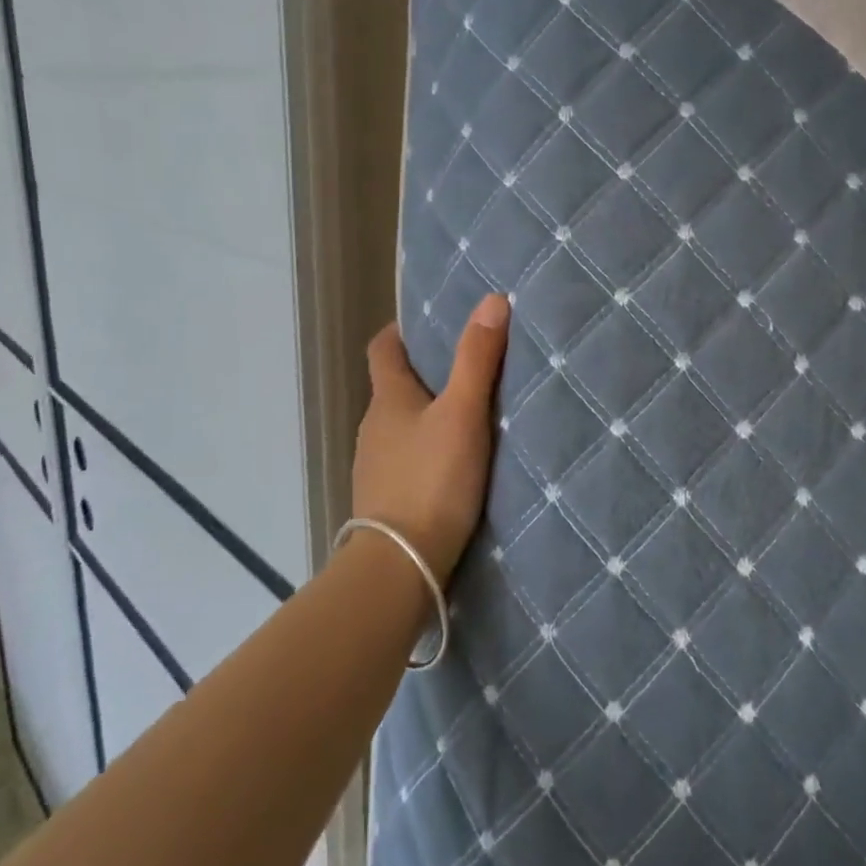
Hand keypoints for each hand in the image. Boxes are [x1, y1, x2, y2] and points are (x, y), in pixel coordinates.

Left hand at [352, 295, 509, 583]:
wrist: (400, 566)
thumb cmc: (432, 479)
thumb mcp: (463, 414)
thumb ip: (477, 359)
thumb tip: (492, 300)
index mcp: (388, 399)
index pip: (383, 349)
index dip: (400, 332)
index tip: (429, 325)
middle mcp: (373, 426)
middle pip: (394, 388)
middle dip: (425, 374)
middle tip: (468, 368)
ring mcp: (375, 466)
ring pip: (401, 426)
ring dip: (427, 416)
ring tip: (468, 416)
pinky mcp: (385, 499)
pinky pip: (406, 460)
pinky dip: (426, 452)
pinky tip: (453, 466)